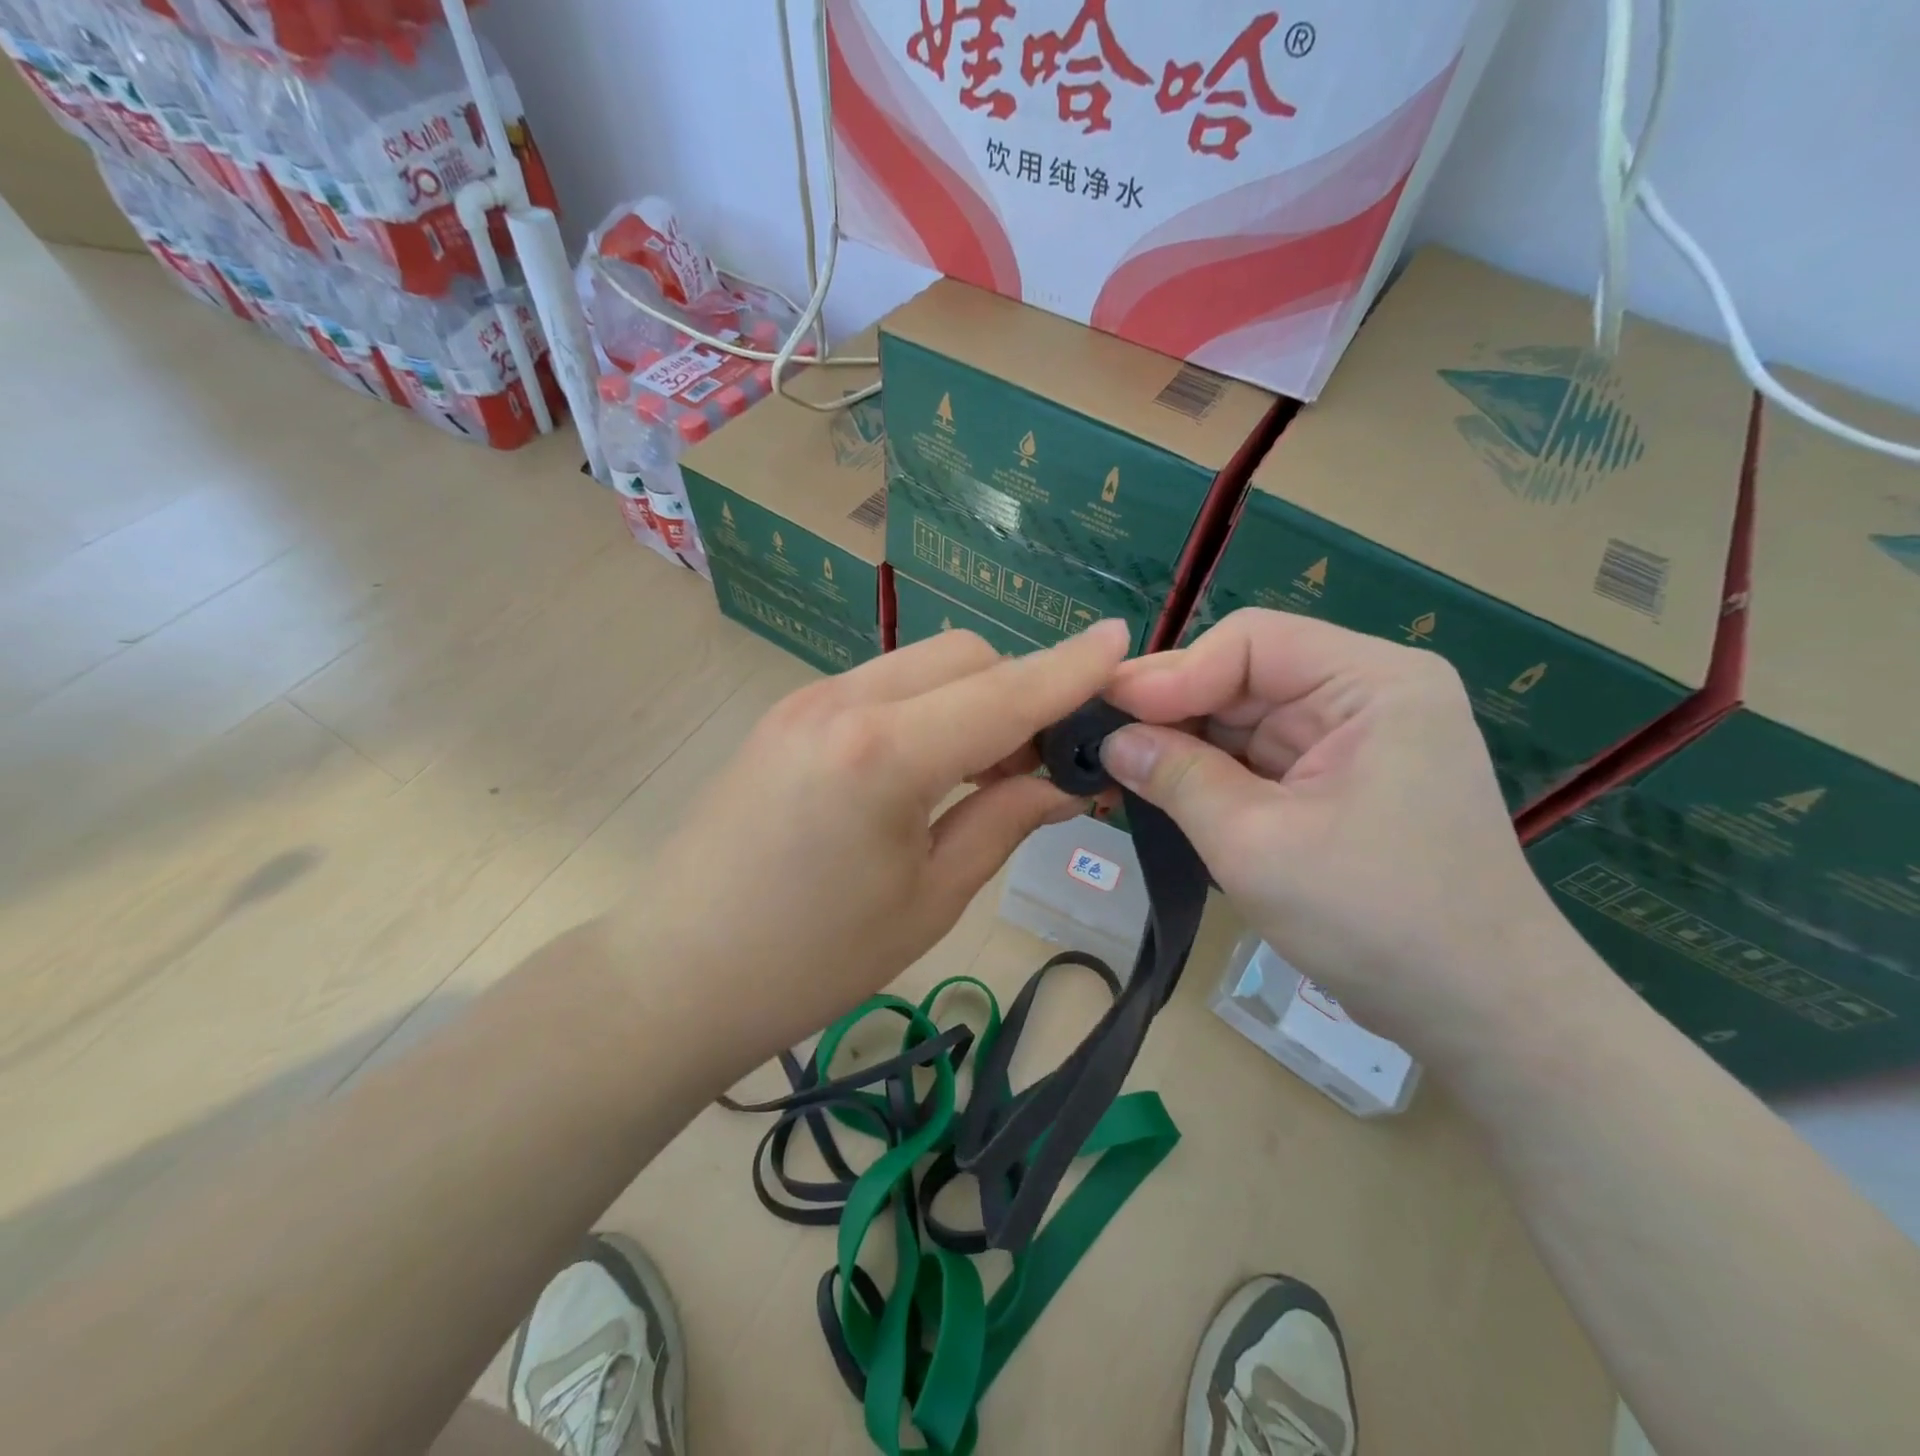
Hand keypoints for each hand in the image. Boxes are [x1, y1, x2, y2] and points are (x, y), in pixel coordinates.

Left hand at [633, 621, 1130, 1070]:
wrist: (675, 975)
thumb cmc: (813, 961)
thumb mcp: (929, 899)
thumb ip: (1004, 822)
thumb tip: (1062, 782)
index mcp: (884, 753)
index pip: (1004, 692)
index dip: (1070, 669)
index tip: (1122, 641)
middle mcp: (844, 701)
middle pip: (964, 655)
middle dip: (1018, 691)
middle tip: (1038, 766)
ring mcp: (806, 700)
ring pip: (922, 664)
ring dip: (971, 698)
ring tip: (985, 773)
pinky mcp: (786, 714)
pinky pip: (882, 685)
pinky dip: (926, 707)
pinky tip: (927, 766)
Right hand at [1101, 610, 1569, 1058]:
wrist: (1483, 1016)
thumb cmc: (1377, 919)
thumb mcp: (1257, 844)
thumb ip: (1177, 778)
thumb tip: (1111, 741)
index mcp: (1373, 683)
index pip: (1250, 643)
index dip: (1172, 673)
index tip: (1107, 712)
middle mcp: (1367, 696)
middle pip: (1246, 677)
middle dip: (1172, 711)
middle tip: (1097, 740)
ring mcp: (1355, 742)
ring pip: (1245, 721)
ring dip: (1184, 746)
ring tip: (1116, 768)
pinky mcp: (1340, 784)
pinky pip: (1259, 760)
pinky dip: (1210, 776)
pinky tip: (1162, 790)